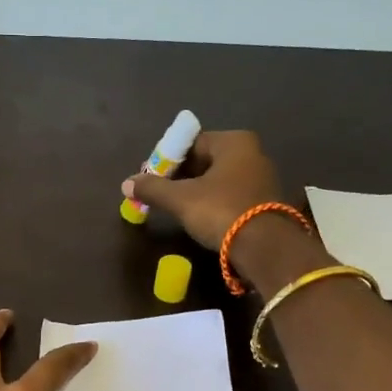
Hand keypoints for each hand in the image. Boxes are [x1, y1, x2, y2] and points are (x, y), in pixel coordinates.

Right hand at [121, 130, 284, 250]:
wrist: (265, 248)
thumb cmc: (221, 211)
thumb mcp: (181, 199)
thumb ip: (153, 189)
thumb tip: (126, 183)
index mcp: (234, 142)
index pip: (191, 143)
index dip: (166, 160)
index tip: (150, 178)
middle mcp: (252, 153)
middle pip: (205, 161)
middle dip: (180, 177)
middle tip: (159, 194)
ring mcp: (261, 178)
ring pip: (217, 180)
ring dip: (195, 191)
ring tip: (175, 208)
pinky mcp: (265, 203)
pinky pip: (230, 196)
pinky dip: (213, 203)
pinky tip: (199, 218)